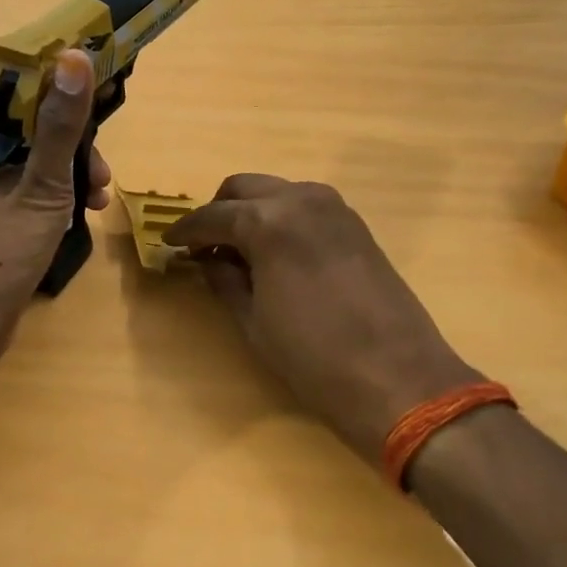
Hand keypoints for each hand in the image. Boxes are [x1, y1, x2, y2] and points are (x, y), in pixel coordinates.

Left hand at [0, 49, 111, 363]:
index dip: (65, 105)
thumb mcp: (41, 187)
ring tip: (97, 205)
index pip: (25, 102)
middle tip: (102, 180)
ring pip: (36, 169)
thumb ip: (60, 127)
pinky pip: (30, 197)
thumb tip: (73, 57)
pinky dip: (55, 203)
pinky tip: (77, 222)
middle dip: (75, 153)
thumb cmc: (0, 251)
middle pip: (34, 137)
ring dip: (71, 180)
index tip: (100, 122)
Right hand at [164, 175, 478, 462]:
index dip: (186, 231)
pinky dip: (281, 218)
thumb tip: (206, 259)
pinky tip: (275, 252)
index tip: (167, 243)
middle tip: (203, 245)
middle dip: (218, 212)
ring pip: (277, 192)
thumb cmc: (313, 357)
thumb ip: (225, 280)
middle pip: (244, 188)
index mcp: (269, 222)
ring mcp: (335, 208)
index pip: (213, 216)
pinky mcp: (356, 225)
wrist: (398, 378)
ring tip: (238, 250)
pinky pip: (305, 206)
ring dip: (251, 211)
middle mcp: (301, 200)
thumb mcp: (254, 321)